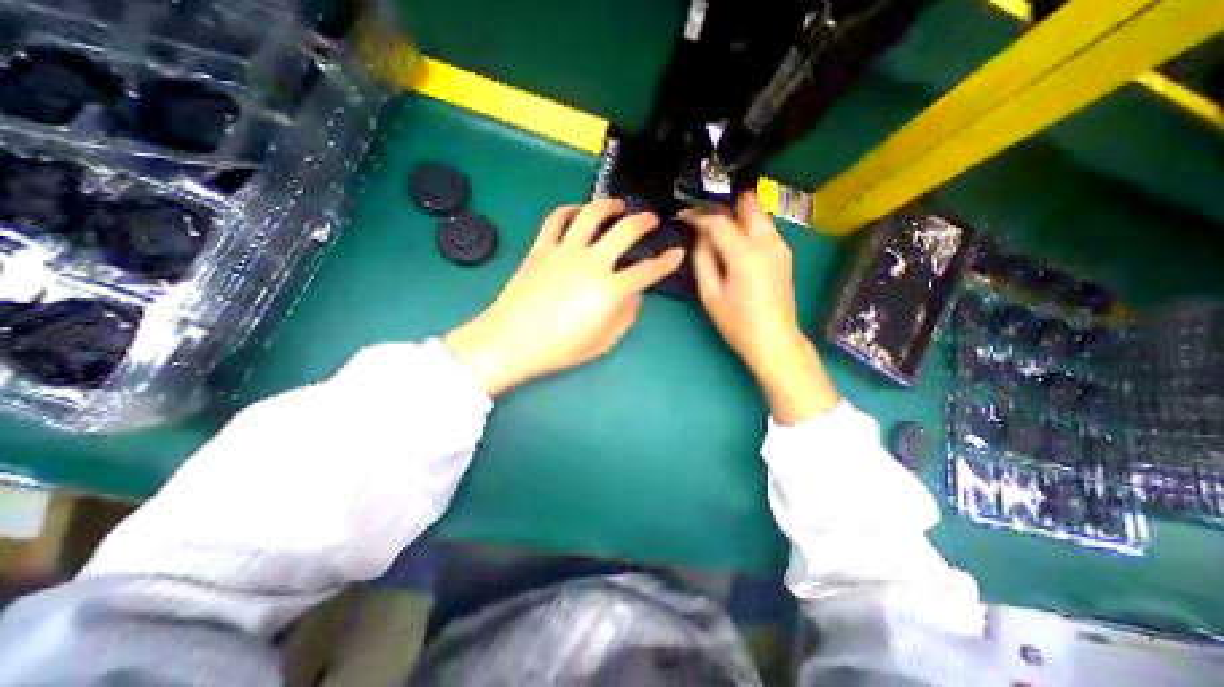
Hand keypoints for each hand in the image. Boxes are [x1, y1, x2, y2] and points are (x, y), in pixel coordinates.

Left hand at [445, 198, 683, 395]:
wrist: (512, 341)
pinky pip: (555, 220)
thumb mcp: (602, 342)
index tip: (676, 253)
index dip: (667, 261)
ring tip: (618, 205)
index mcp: (610, 290)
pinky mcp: (541, 248)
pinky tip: (576, 211)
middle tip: (651, 219)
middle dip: (644, 222)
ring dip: (609, 205)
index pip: (648, 270)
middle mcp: (592, 262)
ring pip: (591, 215)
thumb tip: (634, 296)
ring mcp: (564, 251)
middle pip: (625, 231)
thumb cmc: (559, 348)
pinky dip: (568, 210)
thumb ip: (625, 317)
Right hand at [680, 190, 842, 419]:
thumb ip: (702, 260)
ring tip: (717, 232)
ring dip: (737, 215)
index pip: (719, 220)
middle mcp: (767, 242)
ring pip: (758, 213)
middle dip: (725, 205)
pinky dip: (748, 227)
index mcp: (745, 253)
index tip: (684, 215)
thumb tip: (700, 237)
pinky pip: (764, 228)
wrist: (774, 339)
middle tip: (705, 220)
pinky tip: (735, 245)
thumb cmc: (737, 322)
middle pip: (748, 203)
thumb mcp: (710, 294)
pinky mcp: (784, 254)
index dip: (699, 215)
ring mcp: (780, 246)